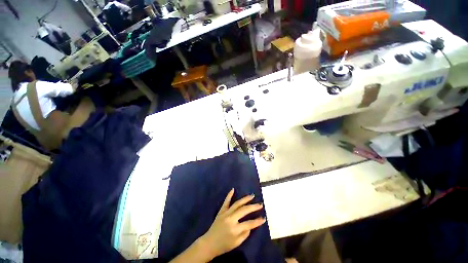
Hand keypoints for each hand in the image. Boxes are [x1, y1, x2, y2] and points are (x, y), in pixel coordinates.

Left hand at [199, 189, 265, 259]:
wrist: (209, 243)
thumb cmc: (224, 245)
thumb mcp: (236, 243)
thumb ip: (245, 234)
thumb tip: (250, 226)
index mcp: (235, 229)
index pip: (249, 223)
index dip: (257, 221)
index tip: (264, 218)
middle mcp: (231, 219)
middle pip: (244, 210)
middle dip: (253, 207)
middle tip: (260, 204)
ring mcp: (225, 213)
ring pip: (237, 204)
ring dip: (245, 199)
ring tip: (252, 196)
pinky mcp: (221, 211)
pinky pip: (226, 202)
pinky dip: (229, 195)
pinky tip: (233, 189)